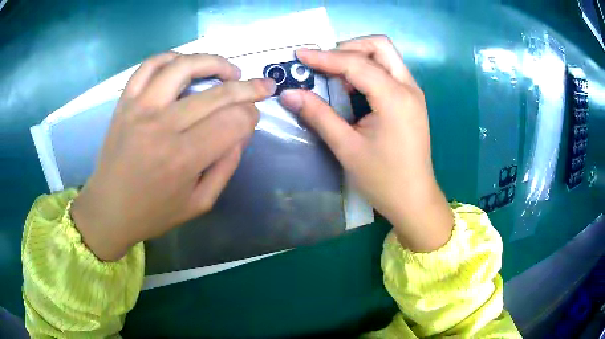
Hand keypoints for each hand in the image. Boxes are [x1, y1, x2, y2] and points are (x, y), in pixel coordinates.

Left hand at [71, 53, 275, 260]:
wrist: (108, 209)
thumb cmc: (153, 213)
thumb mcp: (199, 203)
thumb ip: (226, 166)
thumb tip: (242, 131)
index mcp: (183, 159)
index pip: (232, 122)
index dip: (251, 116)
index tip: (253, 118)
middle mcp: (162, 126)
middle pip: (217, 94)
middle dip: (249, 88)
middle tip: (263, 86)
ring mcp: (140, 108)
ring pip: (184, 66)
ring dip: (214, 62)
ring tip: (229, 71)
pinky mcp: (125, 102)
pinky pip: (150, 66)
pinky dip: (172, 57)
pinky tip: (186, 64)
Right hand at [279, 36, 452, 251]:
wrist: (414, 200)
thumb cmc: (383, 179)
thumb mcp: (346, 147)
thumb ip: (318, 115)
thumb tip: (289, 93)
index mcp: (395, 98)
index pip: (356, 63)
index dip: (325, 57)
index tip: (299, 55)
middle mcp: (408, 87)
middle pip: (380, 46)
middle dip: (349, 47)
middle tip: (324, 63)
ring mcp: (413, 92)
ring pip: (386, 56)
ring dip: (358, 57)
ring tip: (334, 75)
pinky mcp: (411, 100)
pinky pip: (389, 71)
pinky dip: (368, 70)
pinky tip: (352, 88)